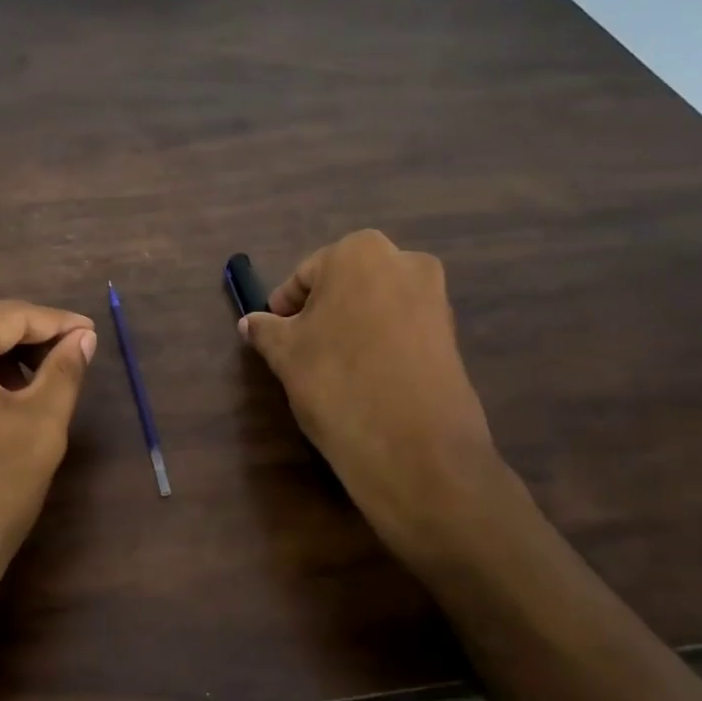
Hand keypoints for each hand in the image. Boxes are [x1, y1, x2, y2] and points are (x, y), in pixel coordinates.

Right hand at [239, 230, 505, 570]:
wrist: (414, 448)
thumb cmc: (336, 382)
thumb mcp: (285, 354)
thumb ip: (265, 330)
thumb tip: (249, 323)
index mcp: (360, 252)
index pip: (306, 275)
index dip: (285, 307)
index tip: (274, 336)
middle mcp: (405, 262)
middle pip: (346, 284)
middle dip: (322, 313)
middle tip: (301, 351)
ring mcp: (435, 299)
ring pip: (376, 307)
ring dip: (352, 328)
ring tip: (333, 369)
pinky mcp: (452, 336)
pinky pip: (402, 331)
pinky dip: (381, 346)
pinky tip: (366, 380)